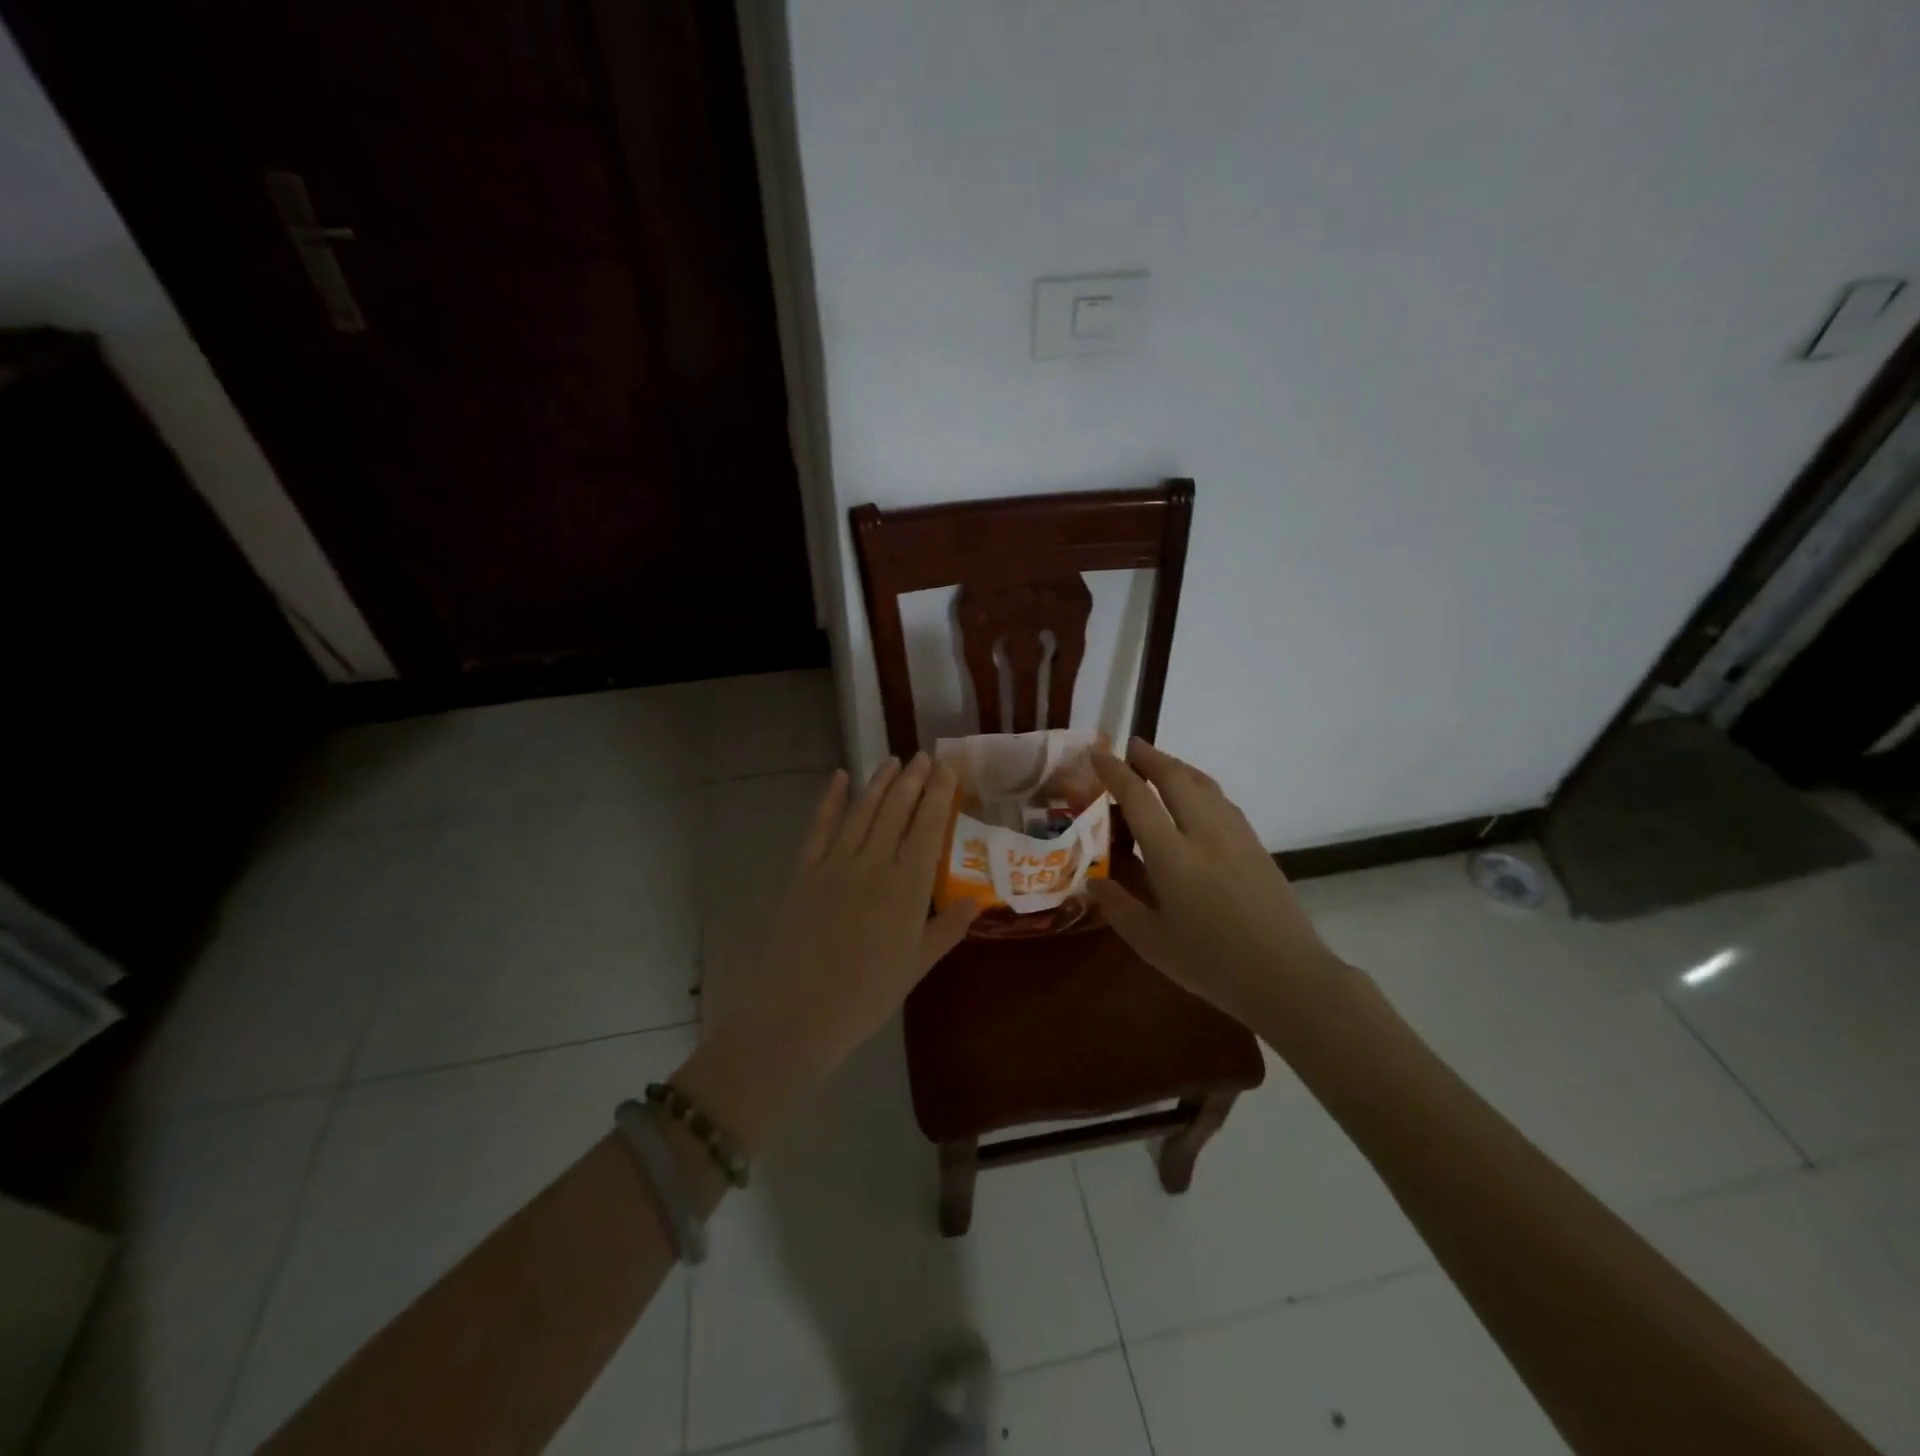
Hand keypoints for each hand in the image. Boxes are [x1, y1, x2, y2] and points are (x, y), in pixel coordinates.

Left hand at [760, 753, 977, 1059]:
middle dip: (912, 779)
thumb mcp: (918, 964)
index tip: (947, 768)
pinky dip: (830, 799)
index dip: (939, 794)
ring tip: (892, 760)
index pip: (928, 827)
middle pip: (896, 810)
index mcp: (907, 886)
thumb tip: (977, 899)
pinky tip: (839, 777)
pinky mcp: (806, 871)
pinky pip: (820, 827)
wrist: (800, 1013)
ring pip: (862, 811)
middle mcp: (874, 864)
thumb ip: (948, 928)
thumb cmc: (868, 994)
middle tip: (923, 756)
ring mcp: (836, 864)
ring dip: (879, 782)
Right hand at [1089, 739, 1341, 1027]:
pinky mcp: (1256, 845)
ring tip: (1159, 763)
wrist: (1288, 977)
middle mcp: (1204, 834)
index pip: (1138, 798)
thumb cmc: (1212, 964)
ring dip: (1177, 766)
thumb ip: (1118, 907)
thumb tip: (1093, 882)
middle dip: (1150, 757)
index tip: (1097, 754)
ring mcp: (1235, 835)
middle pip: (1175, 778)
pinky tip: (1196, 795)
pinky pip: (1222, 800)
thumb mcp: (1151, 943)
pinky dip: (1201, 785)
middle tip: (1129, 747)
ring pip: (1203, 784)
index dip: (1115, 771)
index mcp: (1173, 856)